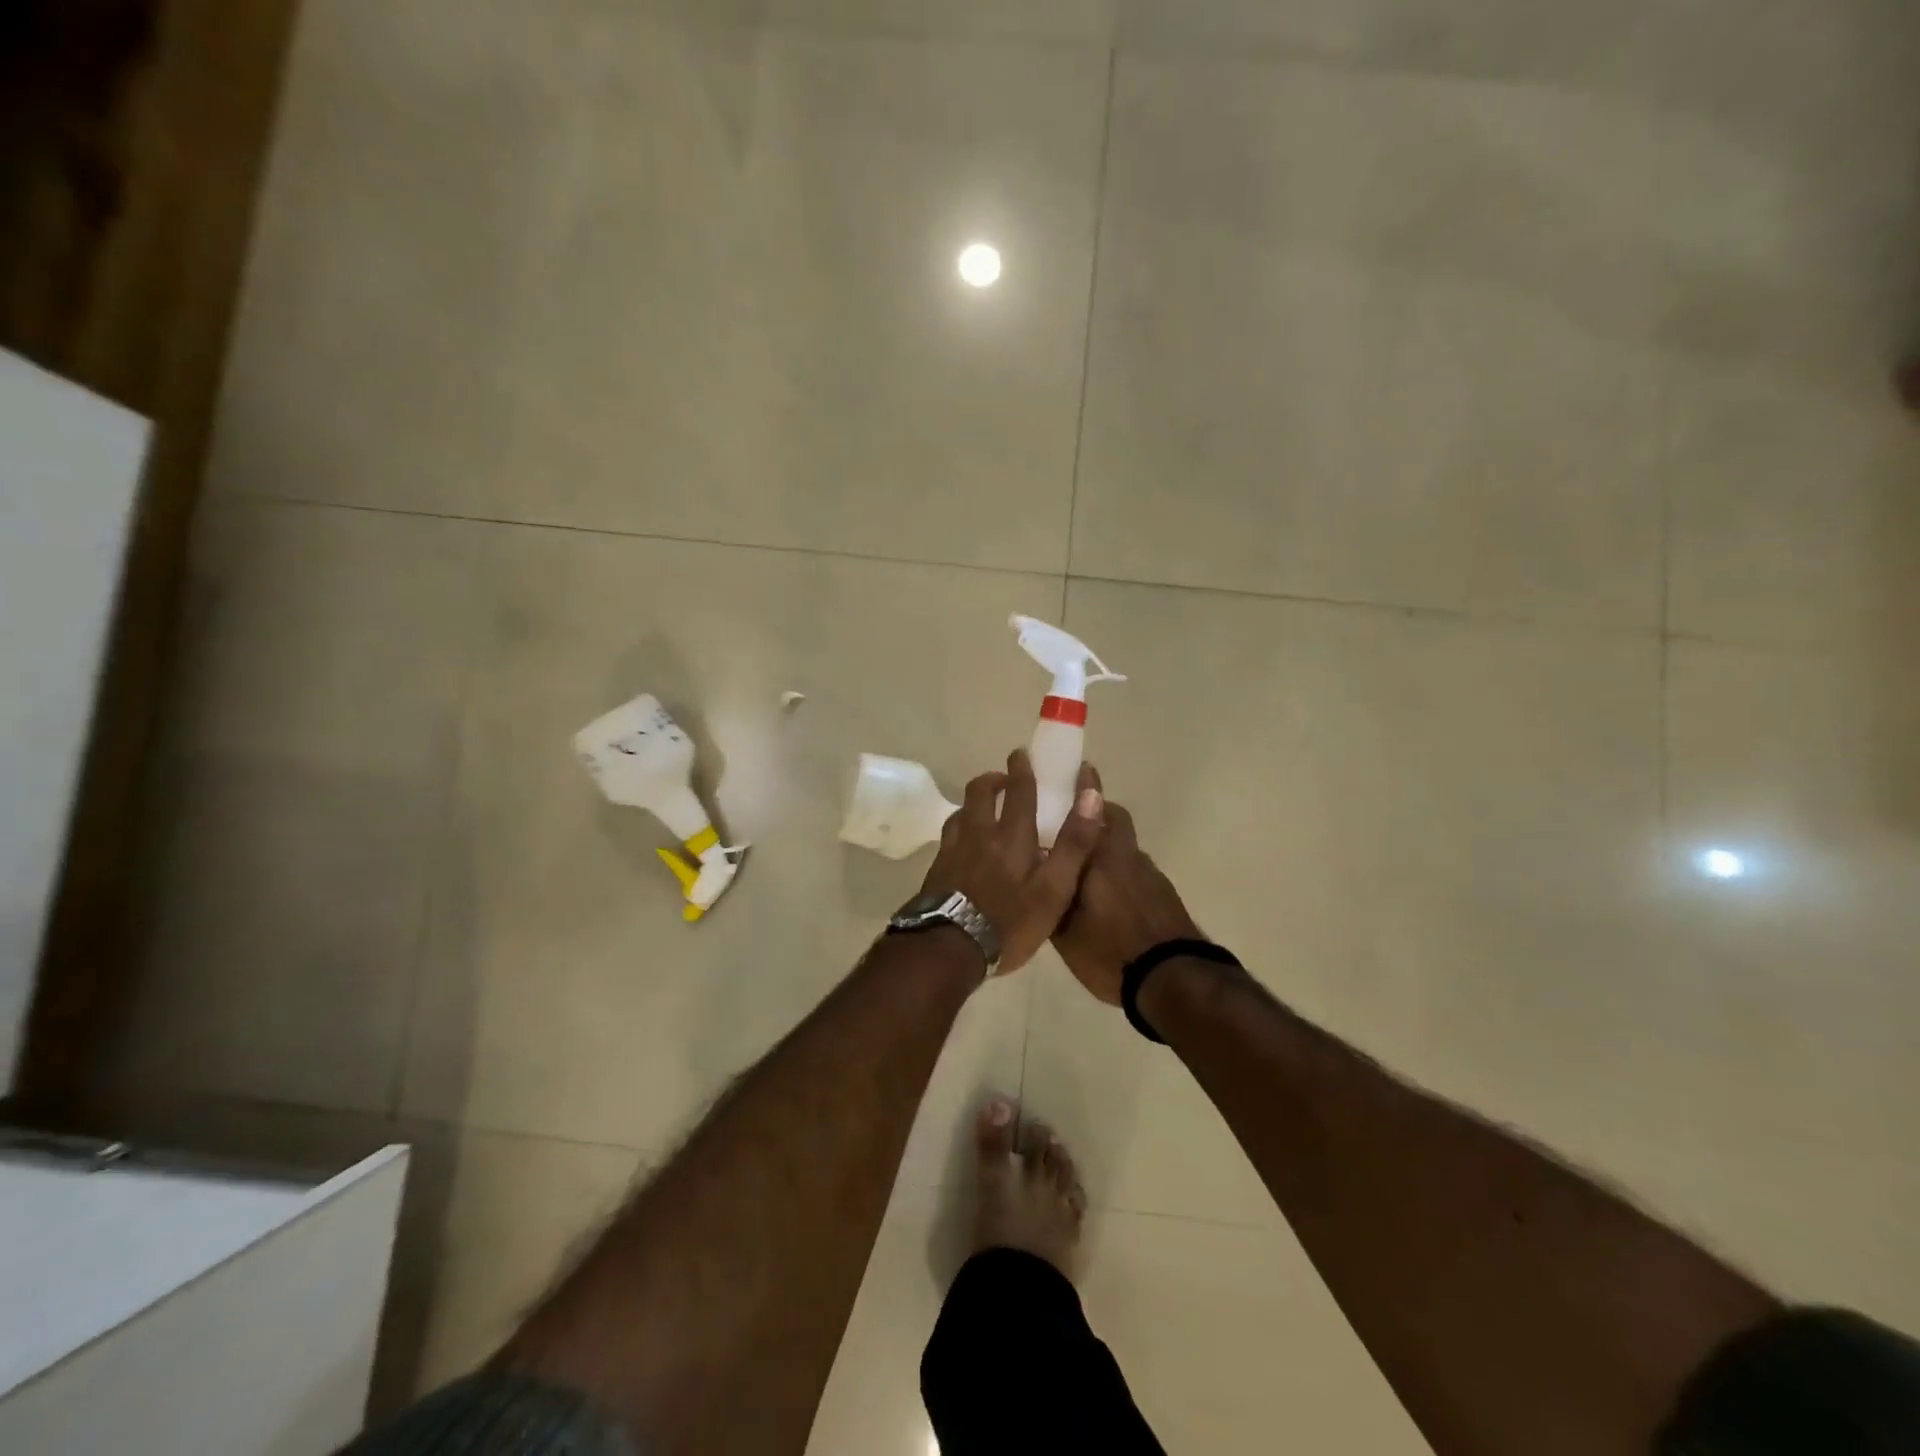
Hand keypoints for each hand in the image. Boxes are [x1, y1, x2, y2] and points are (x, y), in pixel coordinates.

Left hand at [920, 750, 1104, 973]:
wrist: (949, 947)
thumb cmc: (1010, 921)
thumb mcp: (1055, 888)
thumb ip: (1074, 843)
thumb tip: (1091, 795)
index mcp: (1012, 836)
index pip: (1019, 792)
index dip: (1022, 770)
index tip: (1021, 755)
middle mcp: (980, 833)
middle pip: (980, 793)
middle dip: (993, 779)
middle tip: (1003, 779)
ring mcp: (953, 850)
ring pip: (961, 812)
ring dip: (974, 803)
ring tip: (983, 809)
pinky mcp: (937, 869)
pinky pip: (949, 836)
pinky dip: (960, 828)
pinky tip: (963, 843)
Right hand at [1051, 767, 1201, 1004]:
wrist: (1172, 978)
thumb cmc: (1110, 951)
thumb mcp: (1063, 931)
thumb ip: (1051, 897)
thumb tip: (1039, 875)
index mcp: (1099, 857)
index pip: (1091, 810)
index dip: (1085, 789)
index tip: (1080, 770)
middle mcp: (1126, 856)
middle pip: (1115, 819)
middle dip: (1098, 811)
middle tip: (1077, 817)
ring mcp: (1150, 874)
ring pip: (1126, 846)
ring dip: (1109, 845)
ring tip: (1087, 867)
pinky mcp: (1164, 894)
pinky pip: (1136, 870)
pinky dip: (1122, 871)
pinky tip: (1108, 897)